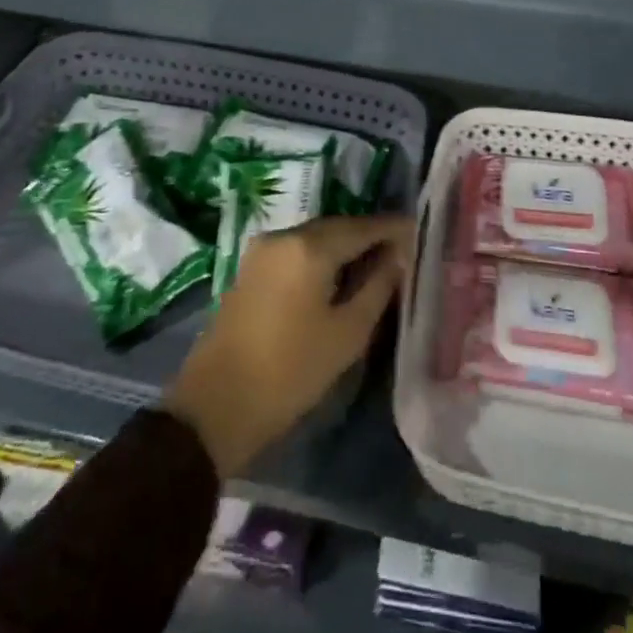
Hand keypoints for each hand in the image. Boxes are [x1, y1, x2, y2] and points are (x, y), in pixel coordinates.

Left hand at [164, 213, 411, 478]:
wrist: (214, 406)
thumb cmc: (289, 372)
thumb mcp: (347, 334)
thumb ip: (377, 287)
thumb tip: (398, 256)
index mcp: (310, 246)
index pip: (363, 226)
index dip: (392, 229)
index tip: (418, 232)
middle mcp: (285, 235)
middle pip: (337, 227)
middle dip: (368, 236)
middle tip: (400, 251)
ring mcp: (262, 250)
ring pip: (315, 238)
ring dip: (344, 247)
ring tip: (375, 265)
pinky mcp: (250, 268)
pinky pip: (296, 252)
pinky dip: (320, 258)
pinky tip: (338, 277)